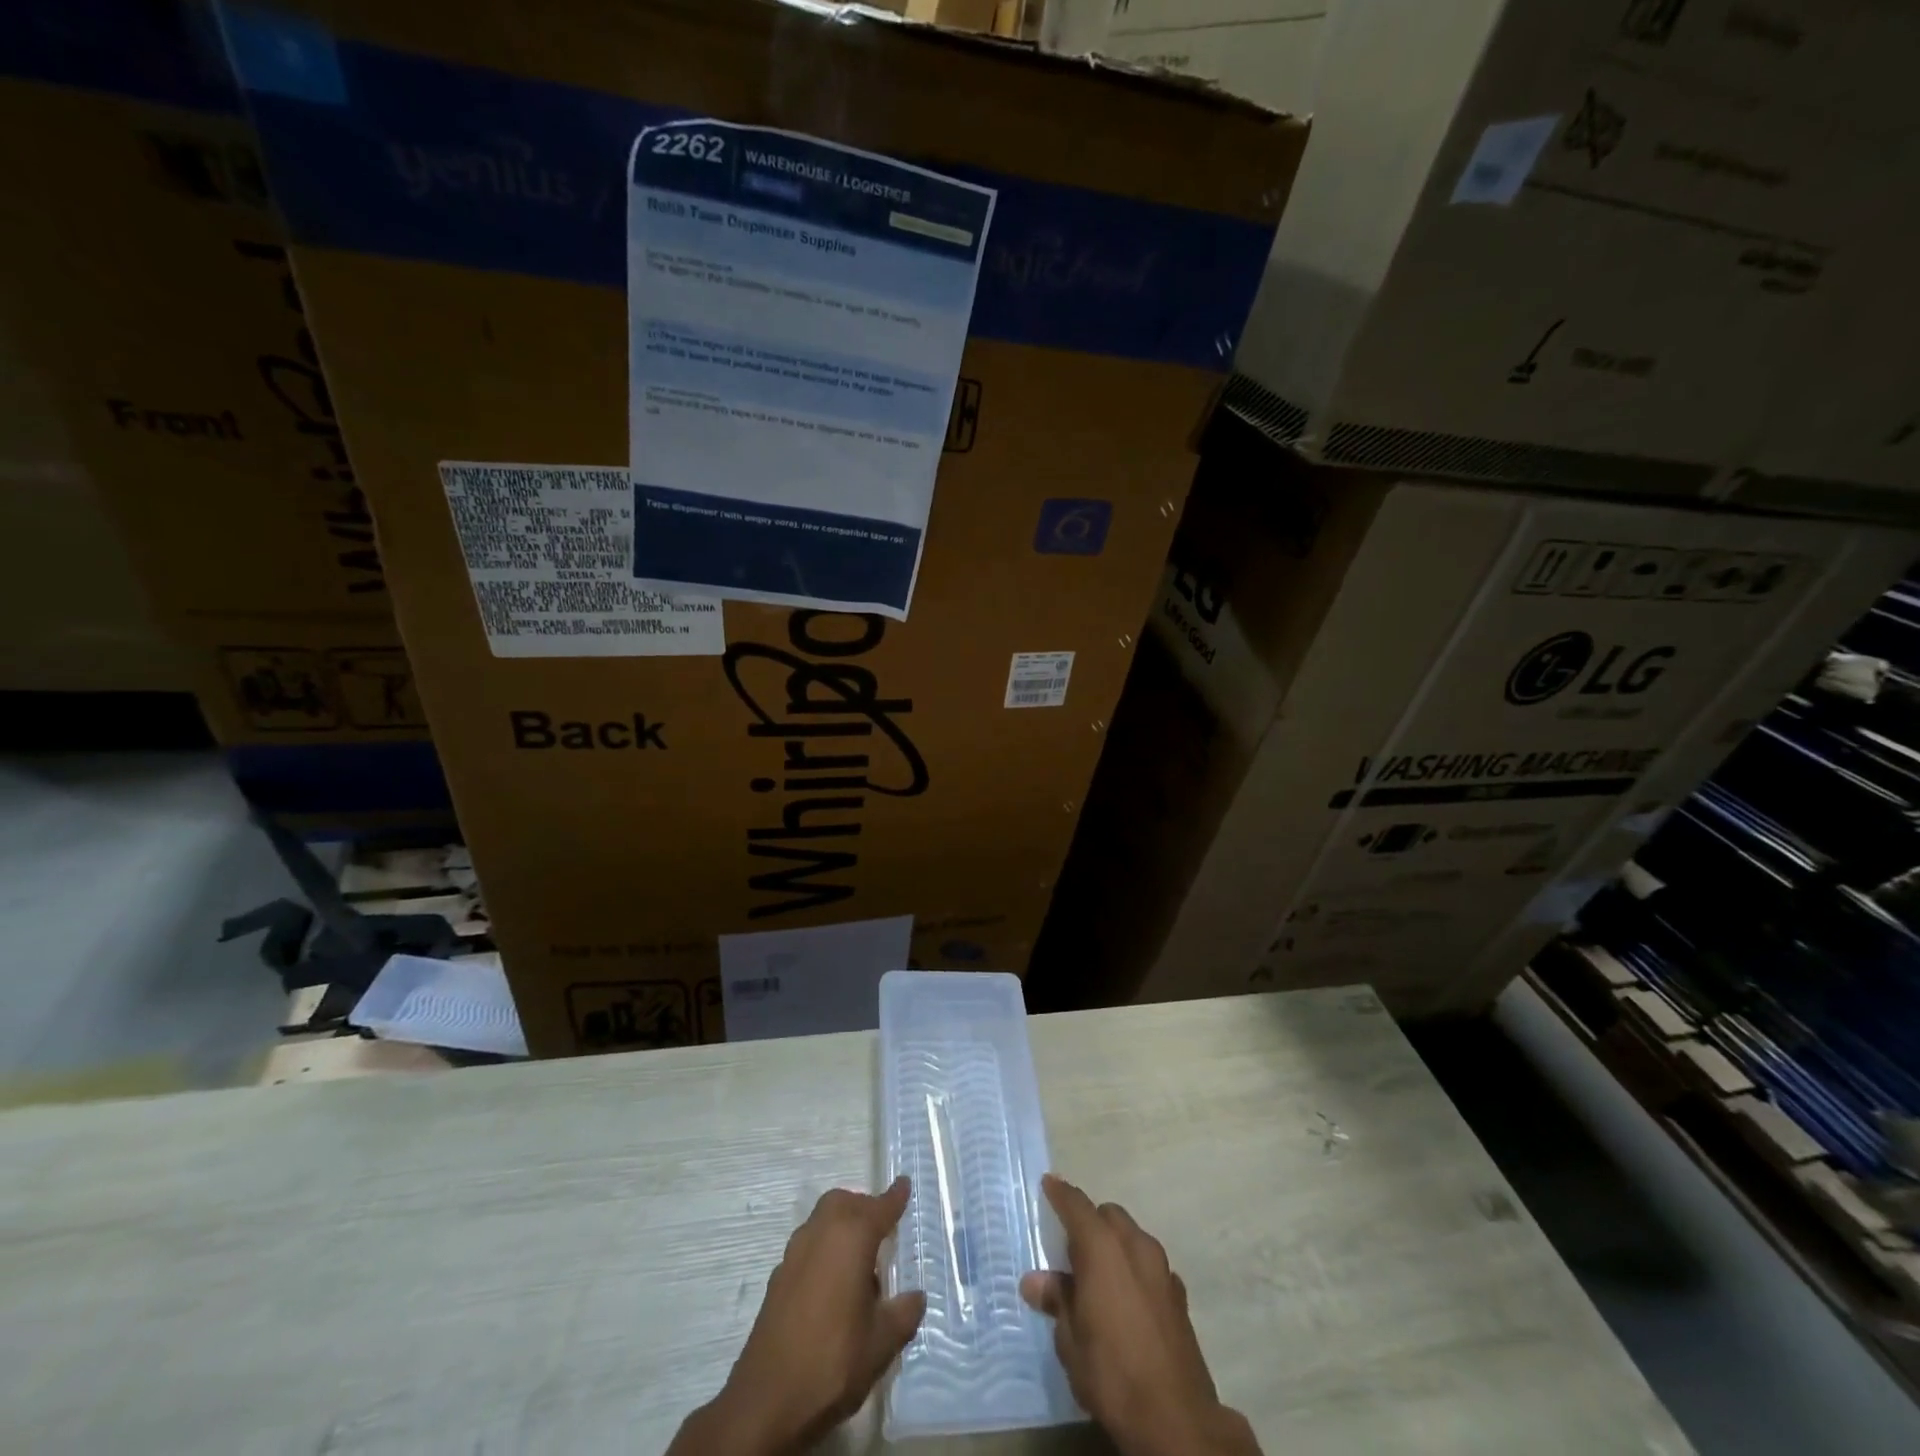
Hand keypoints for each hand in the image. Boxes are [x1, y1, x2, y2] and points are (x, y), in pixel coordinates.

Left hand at [669, 1177, 924, 1455]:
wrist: (767, 1401)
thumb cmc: (833, 1362)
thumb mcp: (882, 1343)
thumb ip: (904, 1313)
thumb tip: (915, 1296)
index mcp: (851, 1237)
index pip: (879, 1207)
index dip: (895, 1197)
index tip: (904, 1184)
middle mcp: (821, 1233)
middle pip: (845, 1203)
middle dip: (864, 1208)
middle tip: (883, 1230)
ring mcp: (794, 1254)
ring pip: (823, 1220)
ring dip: (842, 1227)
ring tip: (860, 1263)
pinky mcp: (778, 1278)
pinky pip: (808, 1246)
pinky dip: (824, 1250)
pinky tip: (833, 1287)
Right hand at [1021, 1174, 1260, 1455]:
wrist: (1176, 1418)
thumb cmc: (1112, 1372)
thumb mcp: (1070, 1340)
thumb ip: (1057, 1300)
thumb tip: (1036, 1280)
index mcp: (1102, 1247)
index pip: (1077, 1205)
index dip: (1061, 1193)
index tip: (1049, 1183)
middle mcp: (1134, 1245)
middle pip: (1109, 1215)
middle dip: (1090, 1221)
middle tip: (1070, 1247)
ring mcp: (1162, 1268)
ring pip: (1133, 1236)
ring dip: (1114, 1243)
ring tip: (1098, 1275)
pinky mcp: (1179, 1294)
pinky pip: (1150, 1264)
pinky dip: (1134, 1268)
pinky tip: (1127, 1299)